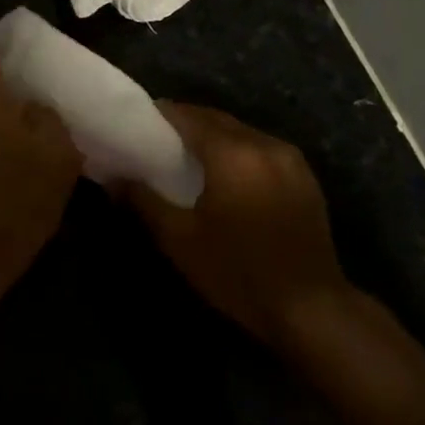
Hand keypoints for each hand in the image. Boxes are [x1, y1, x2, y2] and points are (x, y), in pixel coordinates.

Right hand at [121, 103, 355, 346]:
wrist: (311, 309)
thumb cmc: (238, 273)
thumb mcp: (180, 239)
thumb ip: (144, 201)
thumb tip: (113, 179)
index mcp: (233, 153)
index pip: (188, 116)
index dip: (160, 115)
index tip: (136, 123)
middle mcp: (265, 144)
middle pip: (217, 119)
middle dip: (185, 124)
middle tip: (155, 140)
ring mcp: (291, 159)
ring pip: (241, 133)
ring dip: (213, 137)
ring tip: (186, 157)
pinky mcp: (305, 178)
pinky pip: (261, 150)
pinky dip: (237, 152)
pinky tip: (224, 176)